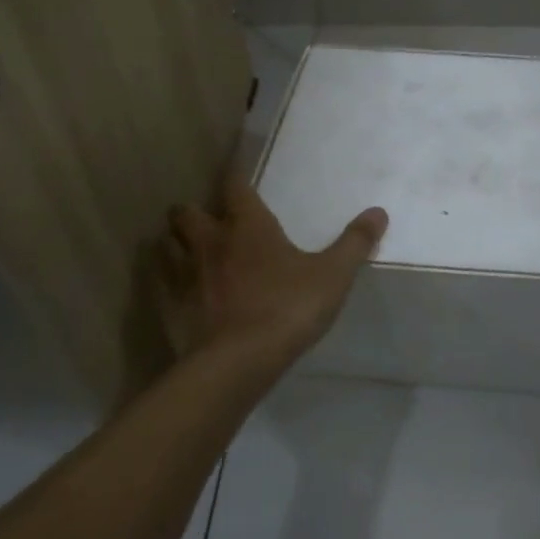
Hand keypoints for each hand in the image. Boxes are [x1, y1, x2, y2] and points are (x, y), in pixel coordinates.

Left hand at [158, 168, 387, 378]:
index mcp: (248, 226)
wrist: (237, 363)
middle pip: (185, 212)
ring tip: (189, 251)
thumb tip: (379, 212)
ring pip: (166, 245)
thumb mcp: (333, 275)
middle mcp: (210, 242)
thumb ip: (355, 243)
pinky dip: (167, 281)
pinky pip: (160, 284)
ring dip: (175, 243)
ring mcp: (184, 275)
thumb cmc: (288, 308)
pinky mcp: (169, 308)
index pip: (234, 187)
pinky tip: (180, 291)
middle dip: (193, 212)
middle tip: (209, 220)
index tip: (236, 175)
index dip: (235, 178)